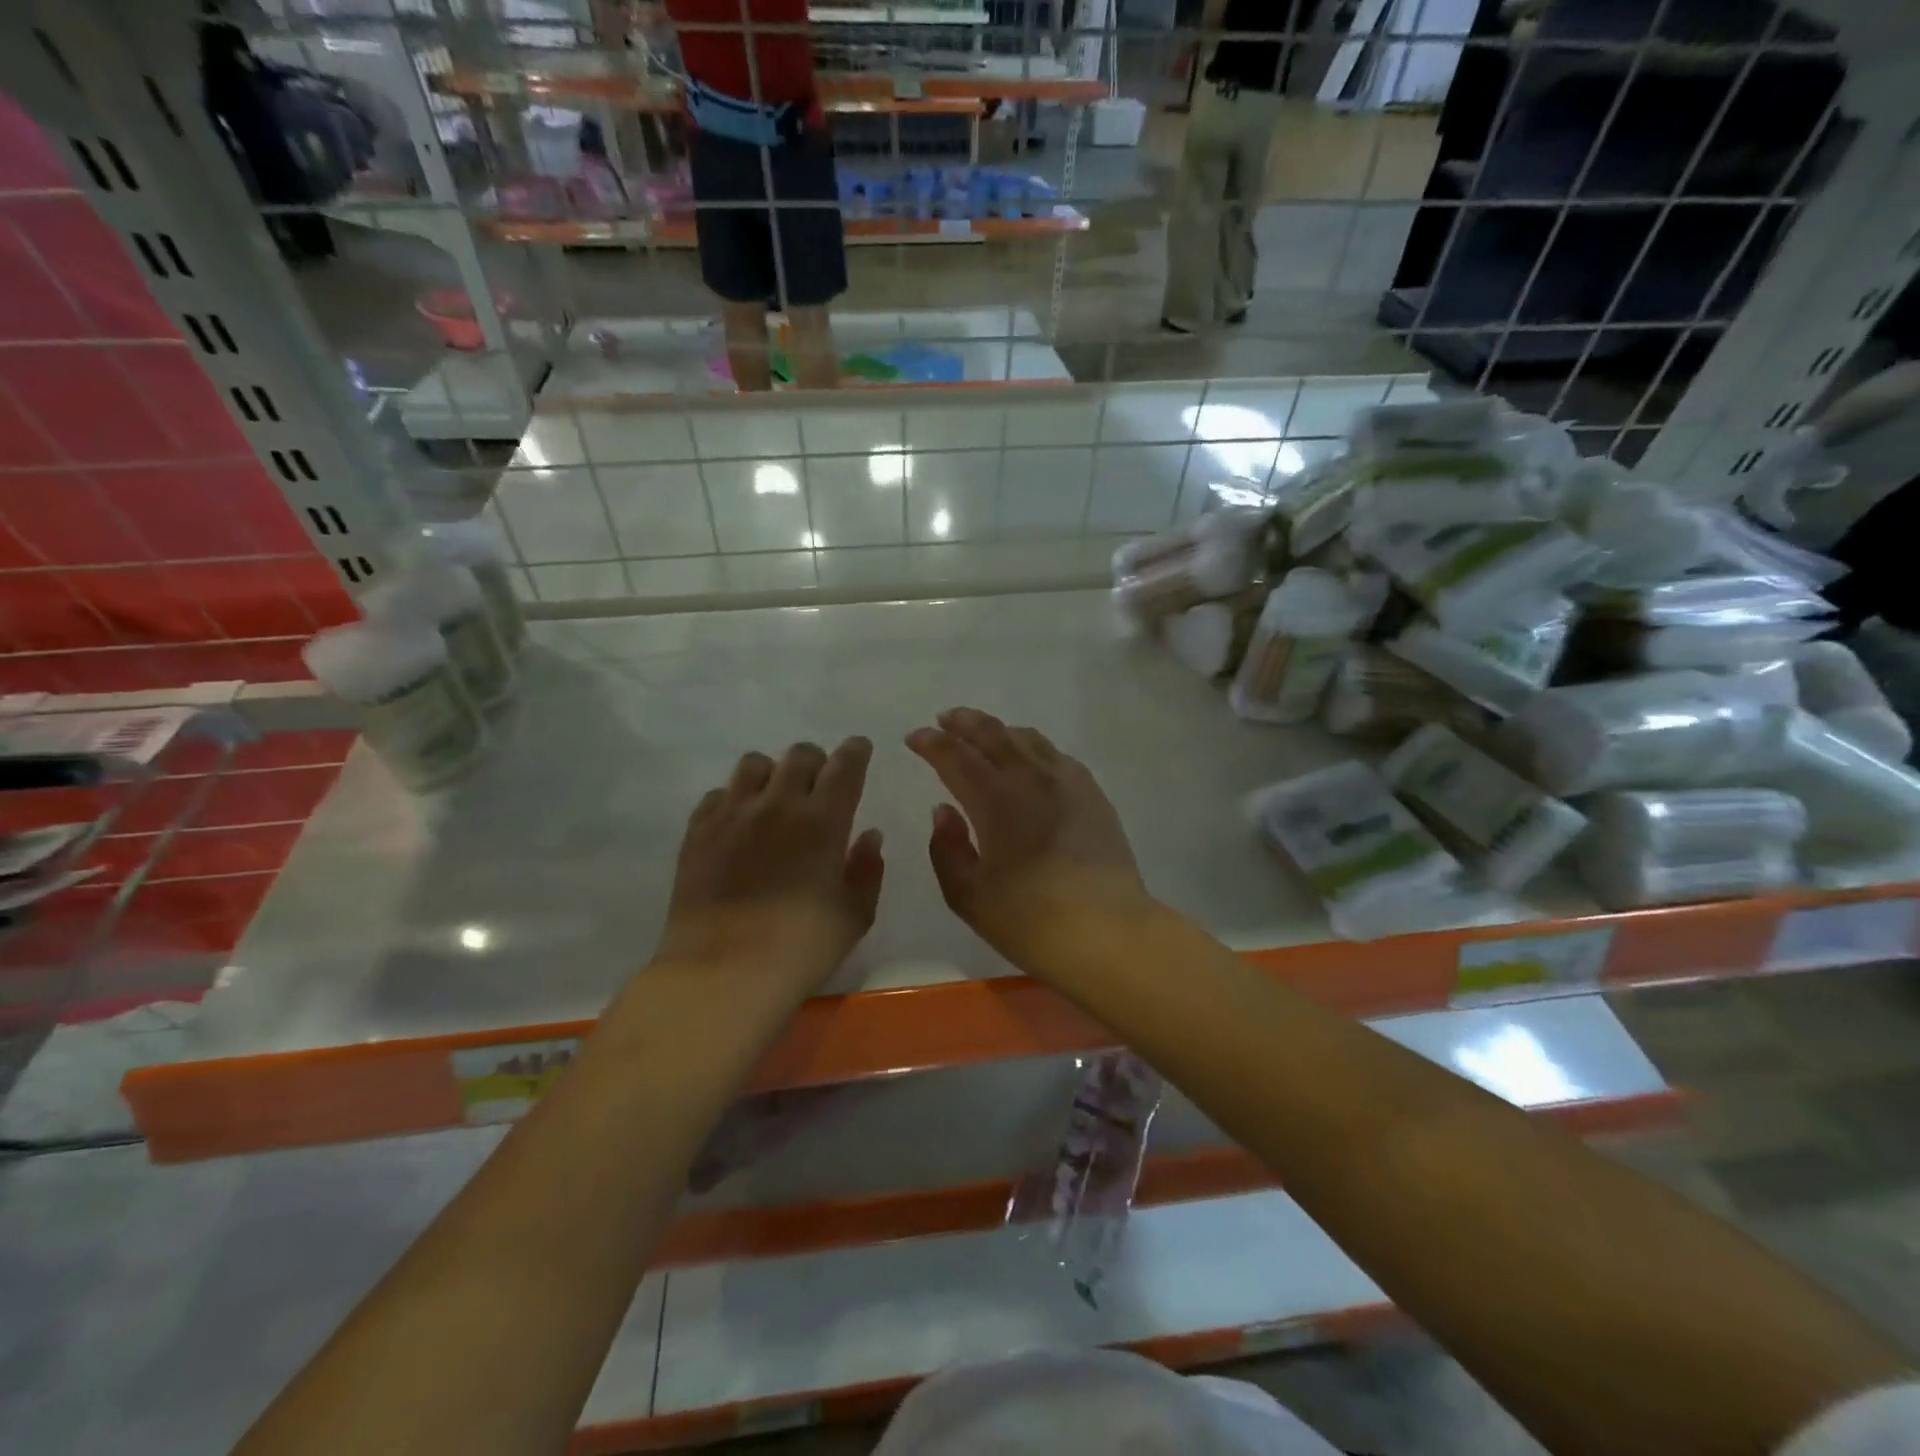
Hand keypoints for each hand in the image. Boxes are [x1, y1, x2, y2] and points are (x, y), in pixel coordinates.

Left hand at [655, 738, 883, 989]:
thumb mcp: (854, 916)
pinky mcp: (698, 831)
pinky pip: (718, 794)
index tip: (859, 749)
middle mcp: (778, 804)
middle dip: (816, 761)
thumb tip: (869, 835)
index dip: (855, 752)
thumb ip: (867, 870)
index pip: (844, 766)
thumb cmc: (800, 949)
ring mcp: (732, 814)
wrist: (722, 973)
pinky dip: (735, 799)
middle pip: (799, 755)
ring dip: (772, 774)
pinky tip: (739, 824)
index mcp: (823, 821)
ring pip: (754, 764)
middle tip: (818, 784)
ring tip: (774, 799)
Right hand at [906, 708, 1149, 970]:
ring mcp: (1067, 782)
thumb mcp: (968, 895)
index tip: (915, 737)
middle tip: (945, 719)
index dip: (932, 743)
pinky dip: (1033, 748)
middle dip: (964, 722)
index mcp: (994, 800)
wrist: (1106, 931)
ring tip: (985, 734)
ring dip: (999, 730)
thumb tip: (943, 810)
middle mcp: (1030, 778)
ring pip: (1028, 739)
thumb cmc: (1029, 919)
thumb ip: (946, 848)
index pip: (954, 756)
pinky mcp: (1093, 794)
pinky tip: (1031, 760)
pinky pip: (1057, 756)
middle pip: (992, 734)